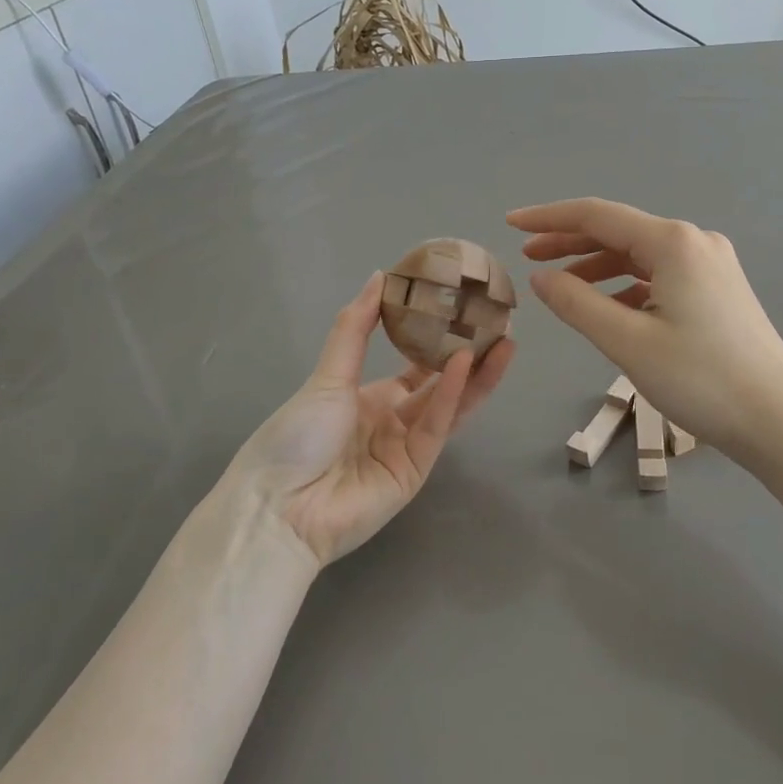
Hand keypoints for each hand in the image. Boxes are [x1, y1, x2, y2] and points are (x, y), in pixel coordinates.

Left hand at [232, 273, 515, 565]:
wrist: (278, 507)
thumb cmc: (296, 435)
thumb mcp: (327, 375)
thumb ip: (356, 327)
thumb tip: (380, 276)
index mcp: (368, 399)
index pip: (414, 366)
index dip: (439, 340)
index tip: (463, 310)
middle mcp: (393, 421)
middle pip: (440, 384)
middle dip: (471, 355)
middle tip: (500, 324)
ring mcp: (407, 447)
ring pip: (449, 404)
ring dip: (476, 374)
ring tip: (505, 341)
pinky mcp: (416, 470)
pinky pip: (436, 427)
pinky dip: (450, 395)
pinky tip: (465, 363)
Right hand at [509, 199, 782, 464]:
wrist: (778, 418)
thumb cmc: (700, 379)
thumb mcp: (627, 341)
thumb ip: (576, 303)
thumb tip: (540, 277)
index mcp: (672, 242)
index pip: (596, 215)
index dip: (548, 218)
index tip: (510, 224)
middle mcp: (694, 241)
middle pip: (619, 231)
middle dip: (570, 241)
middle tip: (527, 257)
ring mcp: (711, 265)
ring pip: (639, 255)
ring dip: (597, 265)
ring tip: (559, 284)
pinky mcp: (718, 289)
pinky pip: (659, 276)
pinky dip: (626, 285)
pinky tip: (607, 306)